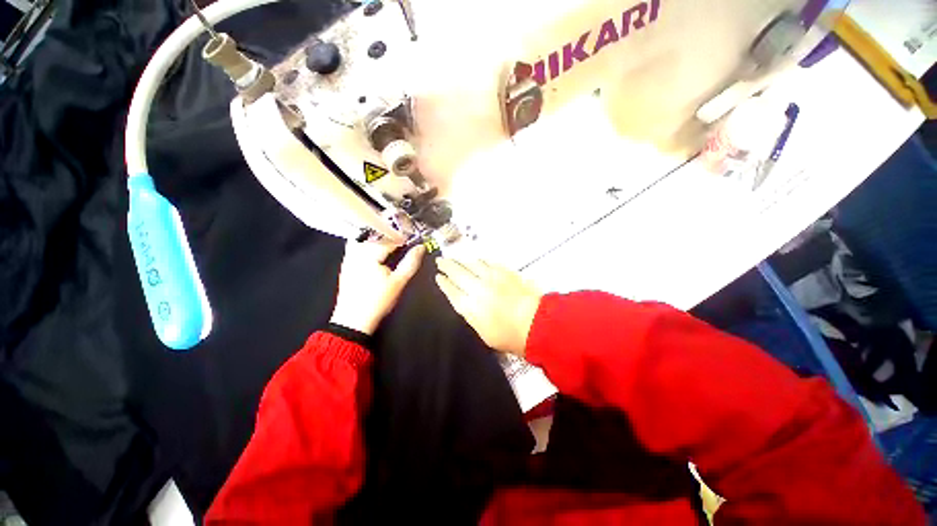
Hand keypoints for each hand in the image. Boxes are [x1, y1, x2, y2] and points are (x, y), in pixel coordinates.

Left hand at [330, 240, 424, 334]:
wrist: (354, 320)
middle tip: (403, 240)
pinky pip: (355, 245)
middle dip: (390, 235)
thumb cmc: (378, 300)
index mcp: (370, 254)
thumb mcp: (399, 281)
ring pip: (364, 238)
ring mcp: (349, 257)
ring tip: (390, 242)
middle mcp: (357, 251)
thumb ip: (411, 262)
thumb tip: (420, 247)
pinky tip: (375, 249)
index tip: (412, 239)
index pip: (389, 238)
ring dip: (378, 237)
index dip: (403, 237)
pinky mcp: (346, 264)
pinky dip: (366, 243)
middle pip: (376, 235)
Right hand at [435, 258, 542, 356]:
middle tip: (440, 261)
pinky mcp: (503, 272)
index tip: (438, 277)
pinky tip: (477, 260)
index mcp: (469, 307)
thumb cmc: (508, 336)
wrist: (535, 323)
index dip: (443, 283)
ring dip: (461, 260)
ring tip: (455, 258)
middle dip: (447, 266)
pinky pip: (487, 262)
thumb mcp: (483, 333)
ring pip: (471, 264)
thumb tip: (467, 304)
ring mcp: (490, 278)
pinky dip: (479, 260)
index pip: (451, 291)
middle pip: (457, 273)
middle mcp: (476, 289)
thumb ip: (472, 316)